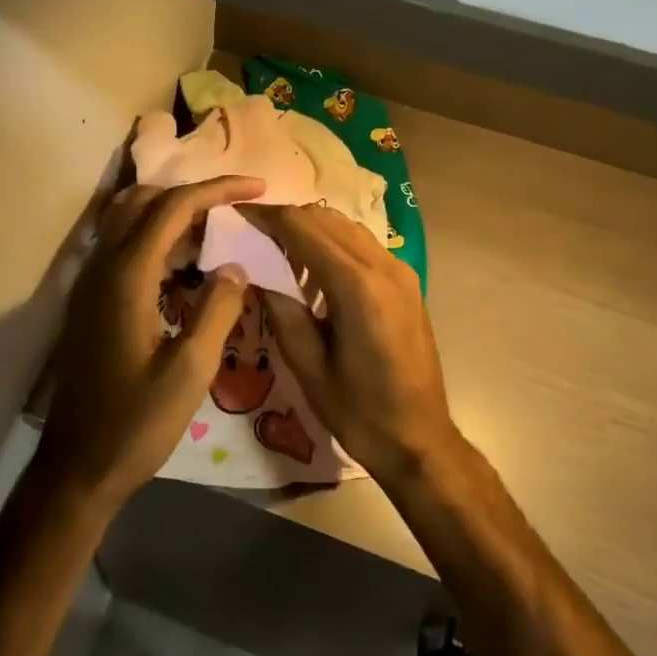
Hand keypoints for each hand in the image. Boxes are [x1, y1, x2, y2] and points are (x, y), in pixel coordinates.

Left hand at [36, 175, 265, 511]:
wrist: (77, 466)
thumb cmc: (136, 422)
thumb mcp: (190, 371)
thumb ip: (217, 310)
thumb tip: (235, 266)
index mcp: (127, 276)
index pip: (174, 207)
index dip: (218, 189)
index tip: (257, 186)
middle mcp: (103, 265)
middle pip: (145, 200)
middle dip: (193, 193)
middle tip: (236, 207)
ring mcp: (90, 280)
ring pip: (128, 218)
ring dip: (171, 211)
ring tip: (216, 229)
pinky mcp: (90, 298)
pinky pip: (122, 243)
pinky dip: (155, 235)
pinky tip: (184, 264)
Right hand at [245, 204, 459, 483]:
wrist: (420, 440)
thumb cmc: (360, 412)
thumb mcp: (308, 366)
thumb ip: (281, 310)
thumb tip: (254, 271)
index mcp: (356, 286)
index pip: (302, 227)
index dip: (266, 216)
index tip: (236, 216)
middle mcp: (382, 266)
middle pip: (324, 218)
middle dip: (284, 218)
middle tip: (250, 232)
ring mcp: (400, 270)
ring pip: (345, 225)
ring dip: (309, 227)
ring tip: (276, 248)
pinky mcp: (406, 281)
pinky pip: (361, 243)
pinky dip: (332, 242)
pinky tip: (312, 268)